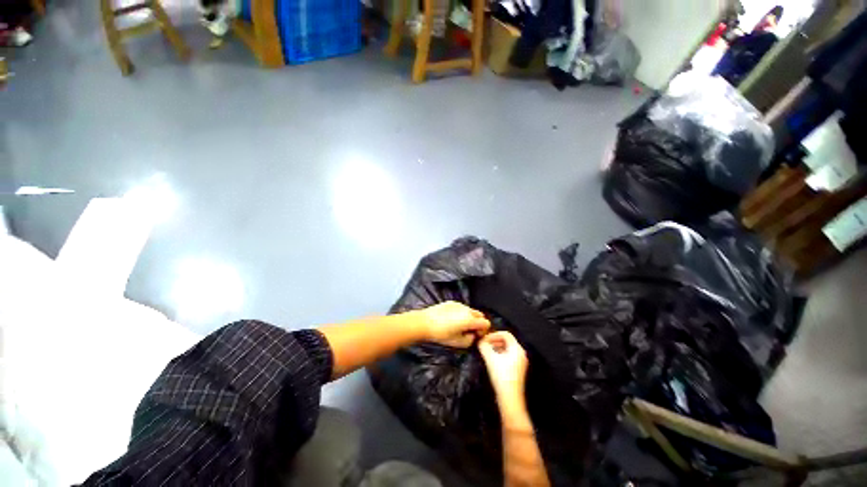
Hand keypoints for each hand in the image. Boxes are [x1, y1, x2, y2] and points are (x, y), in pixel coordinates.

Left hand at [416, 301, 490, 347]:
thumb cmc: (441, 334)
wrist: (425, 323)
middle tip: (470, 331)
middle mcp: (466, 309)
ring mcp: (459, 304)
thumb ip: (470, 340)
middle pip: (480, 315)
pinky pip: (461, 308)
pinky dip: (461, 313)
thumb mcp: (458, 343)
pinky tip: (451, 320)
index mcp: (470, 319)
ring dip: (469, 318)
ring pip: (470, 311)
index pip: (485, 323)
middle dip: (478, 323)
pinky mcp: (451, 302)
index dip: (483, 331)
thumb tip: (472, 335)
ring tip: (459, 326)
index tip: (476, 336)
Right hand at [478, 331, 527, 402]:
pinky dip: (499, 354)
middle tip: (484, 344)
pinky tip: (492, 360)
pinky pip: (508, 356)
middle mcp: (521, 353)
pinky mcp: (517, 369)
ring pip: (507, 348)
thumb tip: (479, 340)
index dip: (493, 334)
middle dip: (494, 340)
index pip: (505, 334)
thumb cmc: (501, 376)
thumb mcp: (490, 359)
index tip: (484, 339)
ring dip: (496, 347)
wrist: (510, 399)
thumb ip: (484, 346)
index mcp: (517, 349)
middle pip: (507, 340)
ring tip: (486, 352)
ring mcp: (520, 362)